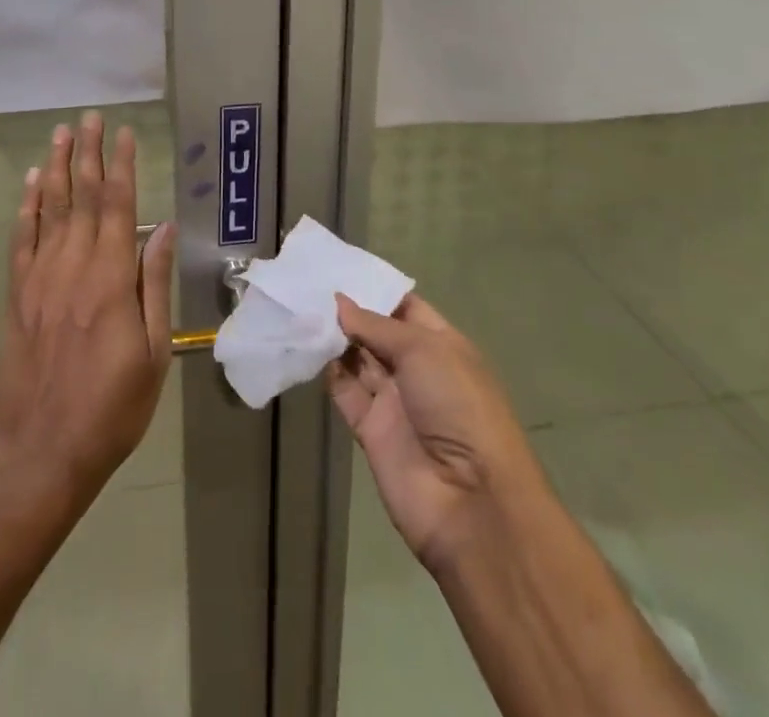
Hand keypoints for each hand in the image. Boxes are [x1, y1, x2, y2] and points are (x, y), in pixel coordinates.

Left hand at [0, 111, 176, 502]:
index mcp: (110, 280)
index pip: (117, 206)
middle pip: (81, 197)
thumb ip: (154, 285)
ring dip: (55, 168)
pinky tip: (30, 182)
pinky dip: (26, 207)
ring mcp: (40, 279)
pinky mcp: (18, 295)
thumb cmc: (112, 407)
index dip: (121, 166)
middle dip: (87, 153)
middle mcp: (73, 267)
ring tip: (61, 133)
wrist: (43, 450)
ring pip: (48, 209)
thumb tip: (162, 229)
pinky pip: (22, 240)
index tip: (125, 133)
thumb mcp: (153, 353)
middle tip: (90, 117)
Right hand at [327, 294, 536, 568]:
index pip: (404, 307)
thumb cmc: (458, 406)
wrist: (469, 501)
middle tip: (307, 283)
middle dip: (347, 310)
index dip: (374, 288)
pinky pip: (344, 392)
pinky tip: (304, 345)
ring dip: (332, 337)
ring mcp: (393, 401)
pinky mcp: (370, 430)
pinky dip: (326, 370)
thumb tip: (339, 302)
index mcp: (441, 345)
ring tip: (299, 306)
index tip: (338, 267)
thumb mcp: (423, 350)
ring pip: (357, 359)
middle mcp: (416, 369)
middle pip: (376, 332)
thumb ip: (376, 325)